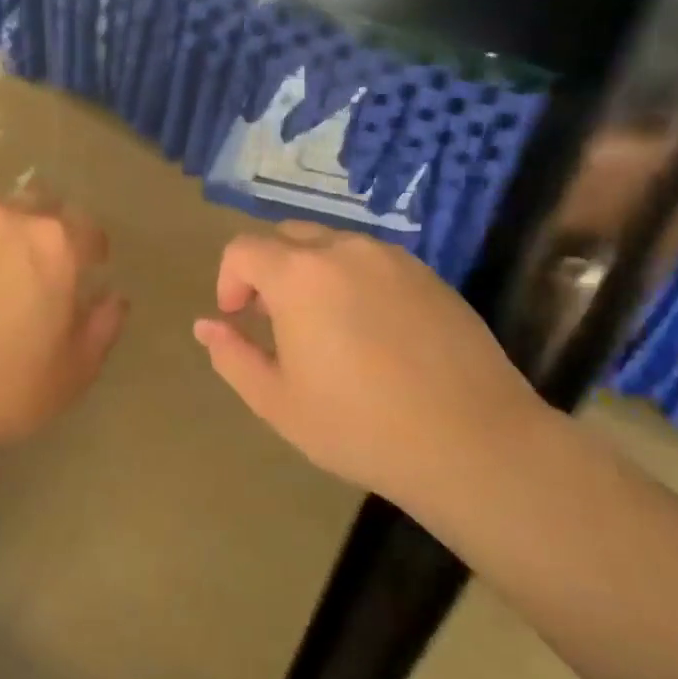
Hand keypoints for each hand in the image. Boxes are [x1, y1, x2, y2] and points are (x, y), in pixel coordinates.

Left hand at [0, 193, 128, 466]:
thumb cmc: (3, 391)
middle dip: (45, 227)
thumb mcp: (74, 372)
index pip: (86, 228)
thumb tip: (114, 298)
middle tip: (37, 264)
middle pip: (36, 203)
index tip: (90, 267)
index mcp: (55, 246)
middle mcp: (6, 219)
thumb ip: (103, 326)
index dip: (92, 248)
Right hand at [193, 222, 551, 513]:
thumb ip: (233, 356)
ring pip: (334, 246)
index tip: (238, 318)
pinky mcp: (430, 275)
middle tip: (275, 322)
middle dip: (269, 271)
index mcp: (299, 275)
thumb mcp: (277, 401)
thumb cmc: (359, 426)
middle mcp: (345, 250)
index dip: (229, 280)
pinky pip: (374, 262)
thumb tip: (206, 326)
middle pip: (288, 237)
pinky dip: (354, 280)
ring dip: (312, 273)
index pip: (243, 249)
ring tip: (324, 327)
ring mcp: (394, 259)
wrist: (471, 441)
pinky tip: (371, 331)